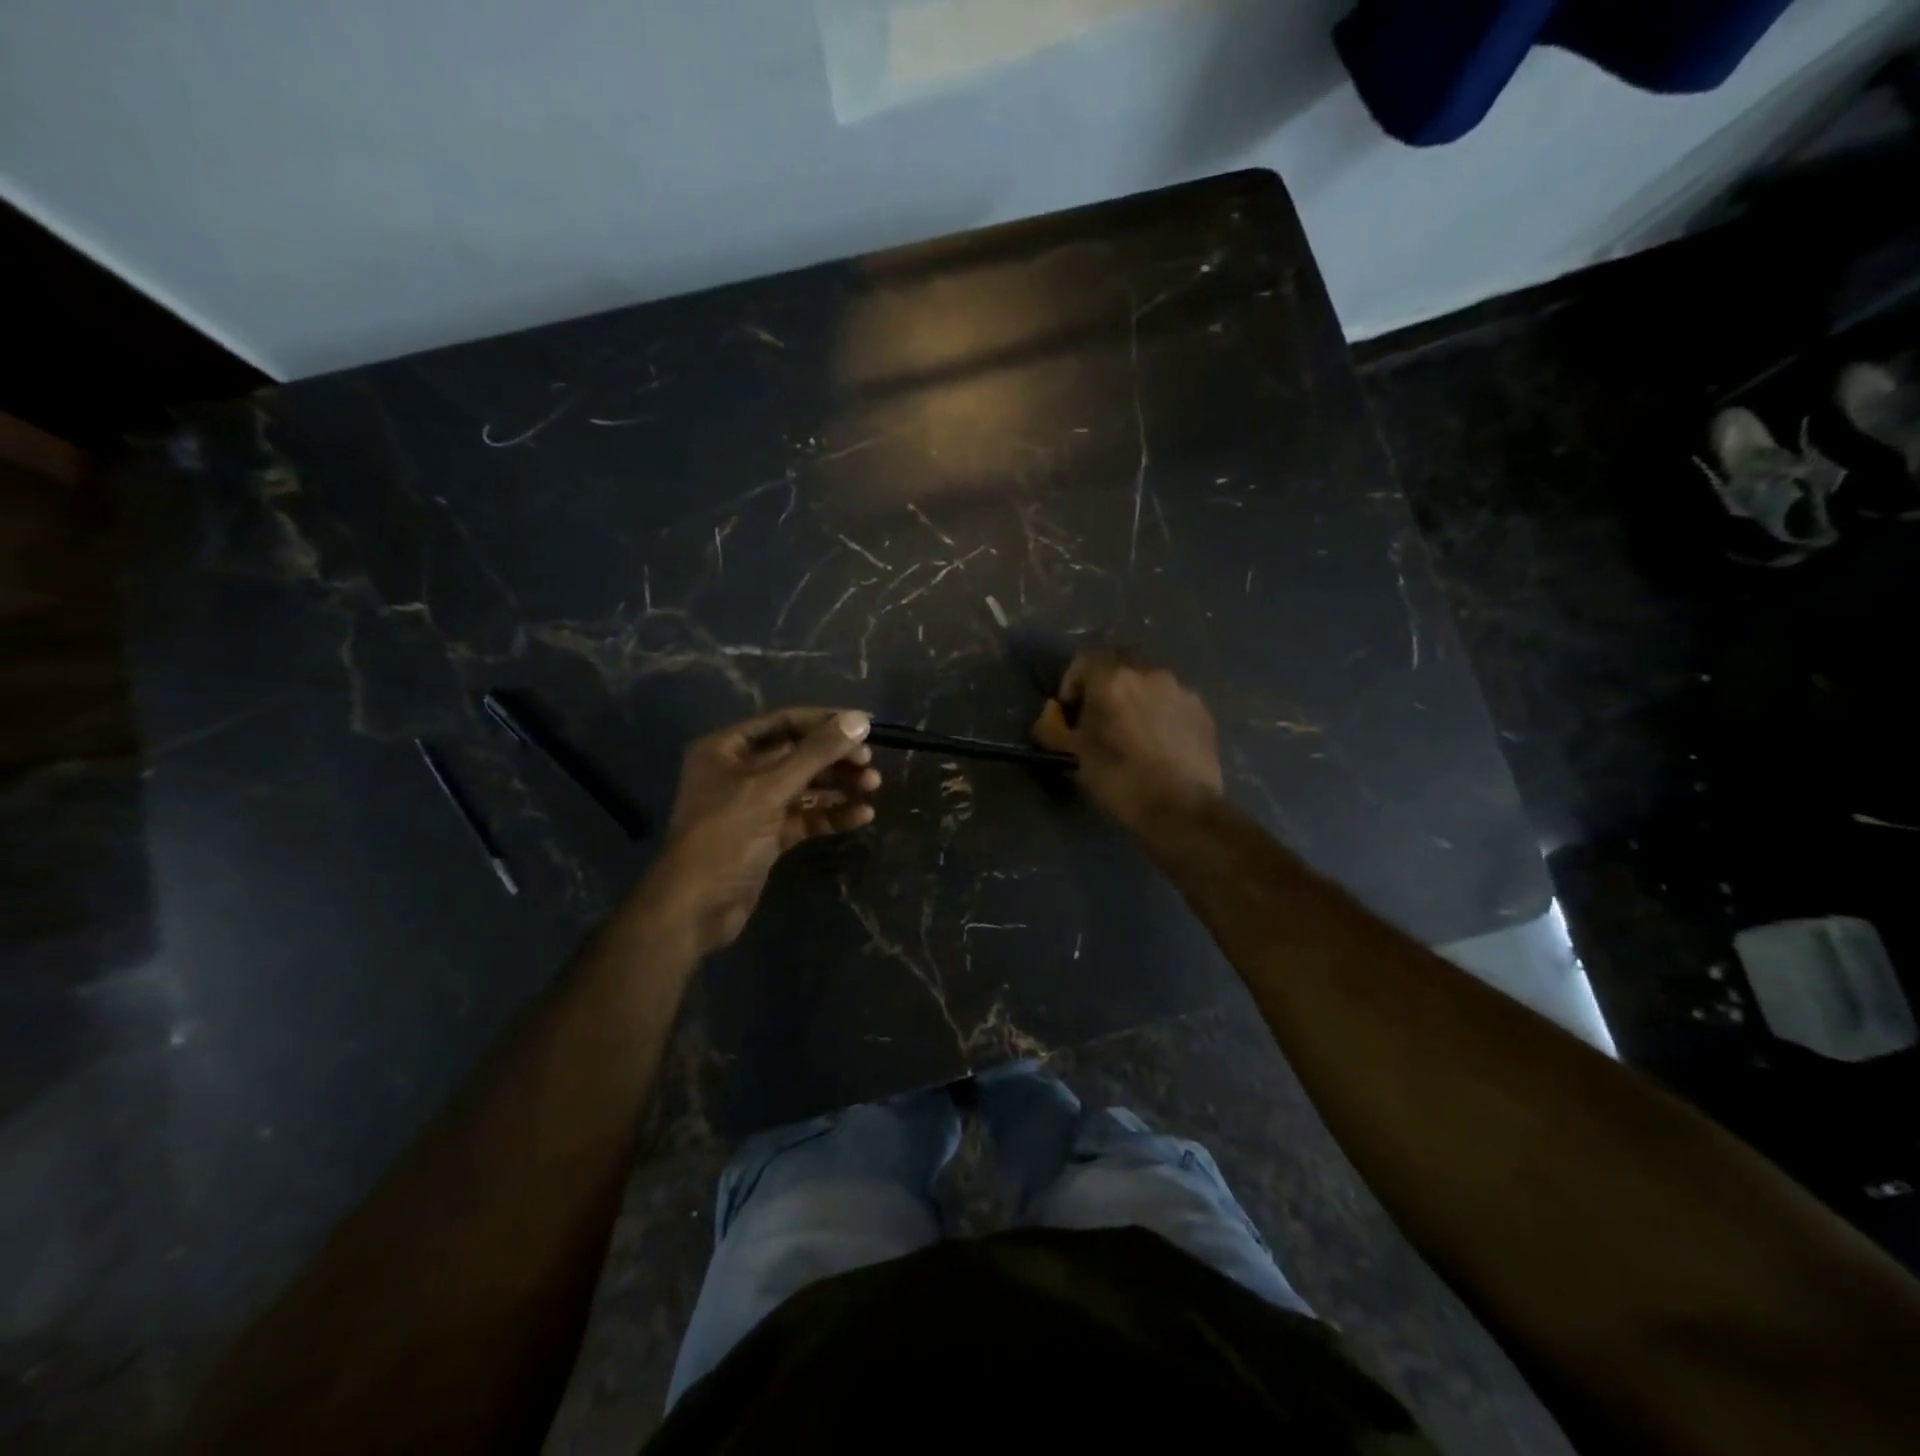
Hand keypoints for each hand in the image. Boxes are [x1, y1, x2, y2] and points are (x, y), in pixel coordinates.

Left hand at [648, 708, 877, 954]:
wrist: (695, 909)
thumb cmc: (724, 837)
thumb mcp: (769, 789)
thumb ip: (816, 754)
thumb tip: (860, 720)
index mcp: (726, 749)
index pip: (783, 722)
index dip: (823, 722)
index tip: (863, 726)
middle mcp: (739, 772)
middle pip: (796, 754)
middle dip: (834, 758)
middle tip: (870, 763)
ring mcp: (754, 806)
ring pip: (804, 787)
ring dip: (838, 786)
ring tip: (873, 786)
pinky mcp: (767, 836)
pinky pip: (804, 816)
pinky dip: (831, 815)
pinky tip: (861, 816)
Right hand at [1033, 651, 1221, 830]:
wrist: (1183, 809)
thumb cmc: (1121, 780)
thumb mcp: (1075, 756)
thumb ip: (1053, 728)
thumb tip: (1050, 713)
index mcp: (1113, 679)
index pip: (1083, 659)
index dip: (1072, 683)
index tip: (1071, 712)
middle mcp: (1149, 673)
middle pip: (1118, 666)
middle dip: (1105, 687)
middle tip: (1100, 719)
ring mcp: (1180, 689)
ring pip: (1148, 683)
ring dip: (1134, 698)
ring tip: (1132, 732)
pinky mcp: (1202, 709)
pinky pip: (1171, 700)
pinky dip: (1159, 712)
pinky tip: (1158, 742)